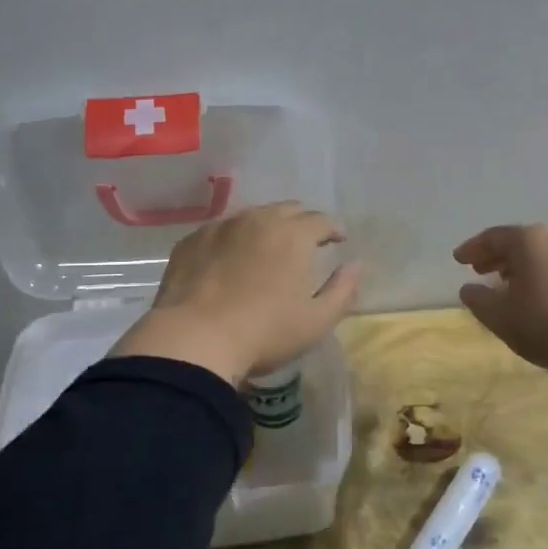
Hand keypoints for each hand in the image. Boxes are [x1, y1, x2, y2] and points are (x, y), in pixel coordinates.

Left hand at [112, 202, 364, 386]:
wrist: (194, 339)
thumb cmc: (264, 332)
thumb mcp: (317, 321)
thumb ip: (343, 290)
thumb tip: (356, 265)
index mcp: (293, 235)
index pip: (321, 220)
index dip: (333, 229)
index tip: (338, 240)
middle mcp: (258, 219)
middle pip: (287, 210)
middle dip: (302, 222)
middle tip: (306, 242)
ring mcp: (220, 227)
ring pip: (252, 216)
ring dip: (266, 227)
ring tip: (268, 248)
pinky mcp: (191, 241)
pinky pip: (220, 230)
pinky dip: (233, 239)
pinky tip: (230, 260)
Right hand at [453, 224, 547, 379]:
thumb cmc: (545, 324)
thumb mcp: (499, 316)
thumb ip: (478, 299)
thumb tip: (469, 289)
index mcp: (529, 239)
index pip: (493, 237)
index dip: (472, 249)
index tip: (458, 260)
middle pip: (519, 242)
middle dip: (497, 256)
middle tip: (479, 270)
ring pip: (541, 253)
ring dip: (520, 266)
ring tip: (506, 284)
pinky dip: (541, 274)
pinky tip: (536, 294)